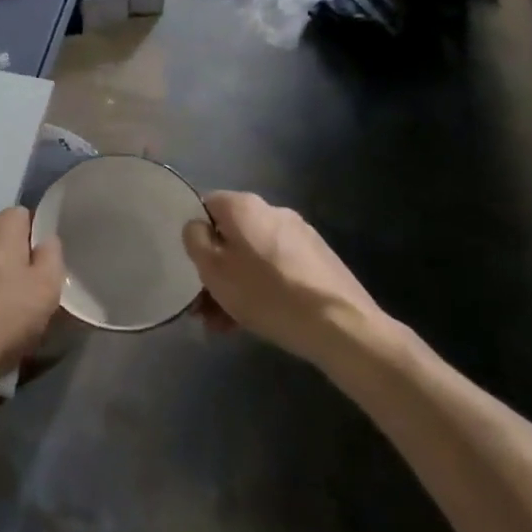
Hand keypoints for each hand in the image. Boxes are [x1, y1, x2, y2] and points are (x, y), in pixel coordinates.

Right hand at [182, 192, 395, 372]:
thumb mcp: (213, 269)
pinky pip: (277, 269)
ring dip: (236, 285)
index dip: (194, 235)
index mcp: (244, 206)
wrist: (340, 326)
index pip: (205, 205)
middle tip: (204, 307)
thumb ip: (194, 240)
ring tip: (227, 324)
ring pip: (253, 257)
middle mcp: (273, 211)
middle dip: (215, 270)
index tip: (190, 267)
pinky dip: (263, 289)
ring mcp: (300, 235)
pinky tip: (258, 320)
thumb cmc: (266, 293)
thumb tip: (197, 226)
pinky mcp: (319, 260)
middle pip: (231, 236)